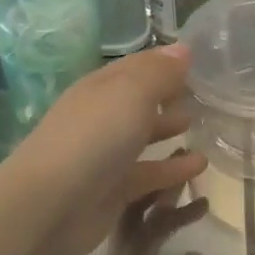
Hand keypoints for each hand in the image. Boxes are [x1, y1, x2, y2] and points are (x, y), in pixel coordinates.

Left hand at [1, 44, 207, 254]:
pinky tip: (200, 165)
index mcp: (101, 87)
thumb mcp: (131, 93)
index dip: (165, 62)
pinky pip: (149, 173)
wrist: (50, 206)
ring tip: (201, 125)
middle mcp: (101, 116)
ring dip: (168, 128)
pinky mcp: (113, 190)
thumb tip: (183, 49)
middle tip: (204, 93)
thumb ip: (159, 72)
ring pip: (142, 136)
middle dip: (167, 94)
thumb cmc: (93, 137)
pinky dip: (172, 168)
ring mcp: (105, 155)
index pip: (137, 66)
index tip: (199, 60)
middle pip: (138, 100)